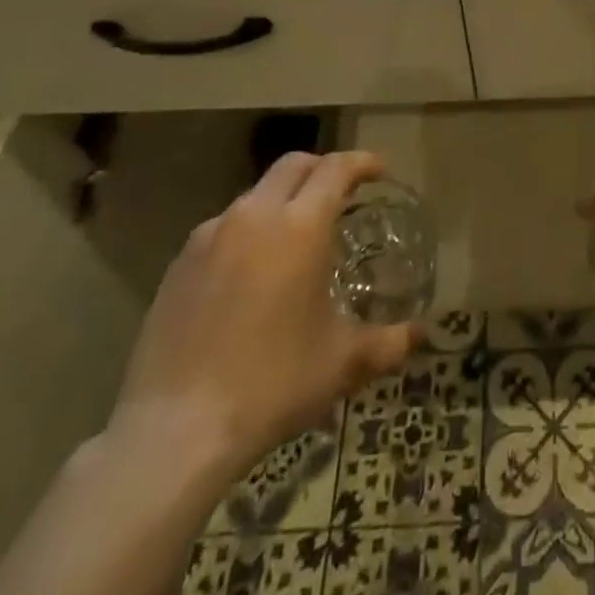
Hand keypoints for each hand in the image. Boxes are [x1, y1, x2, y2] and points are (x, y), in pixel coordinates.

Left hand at [105, 151, 416, 497]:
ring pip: (255, 195)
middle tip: (341, 193)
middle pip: (293, 166)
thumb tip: (419, 336)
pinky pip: (223, 228)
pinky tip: (249, 273)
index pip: (336, 169)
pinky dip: (247, 232)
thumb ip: (387, 343)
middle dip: (322, 169)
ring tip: (294, 237)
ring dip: (282, 201)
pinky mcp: (179, 264)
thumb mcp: (341, 364)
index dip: (361, 163)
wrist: (174, 432)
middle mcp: (255, 216)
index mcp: (301, 226)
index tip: (378, 170)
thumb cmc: (272, 384)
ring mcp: (210, 237)